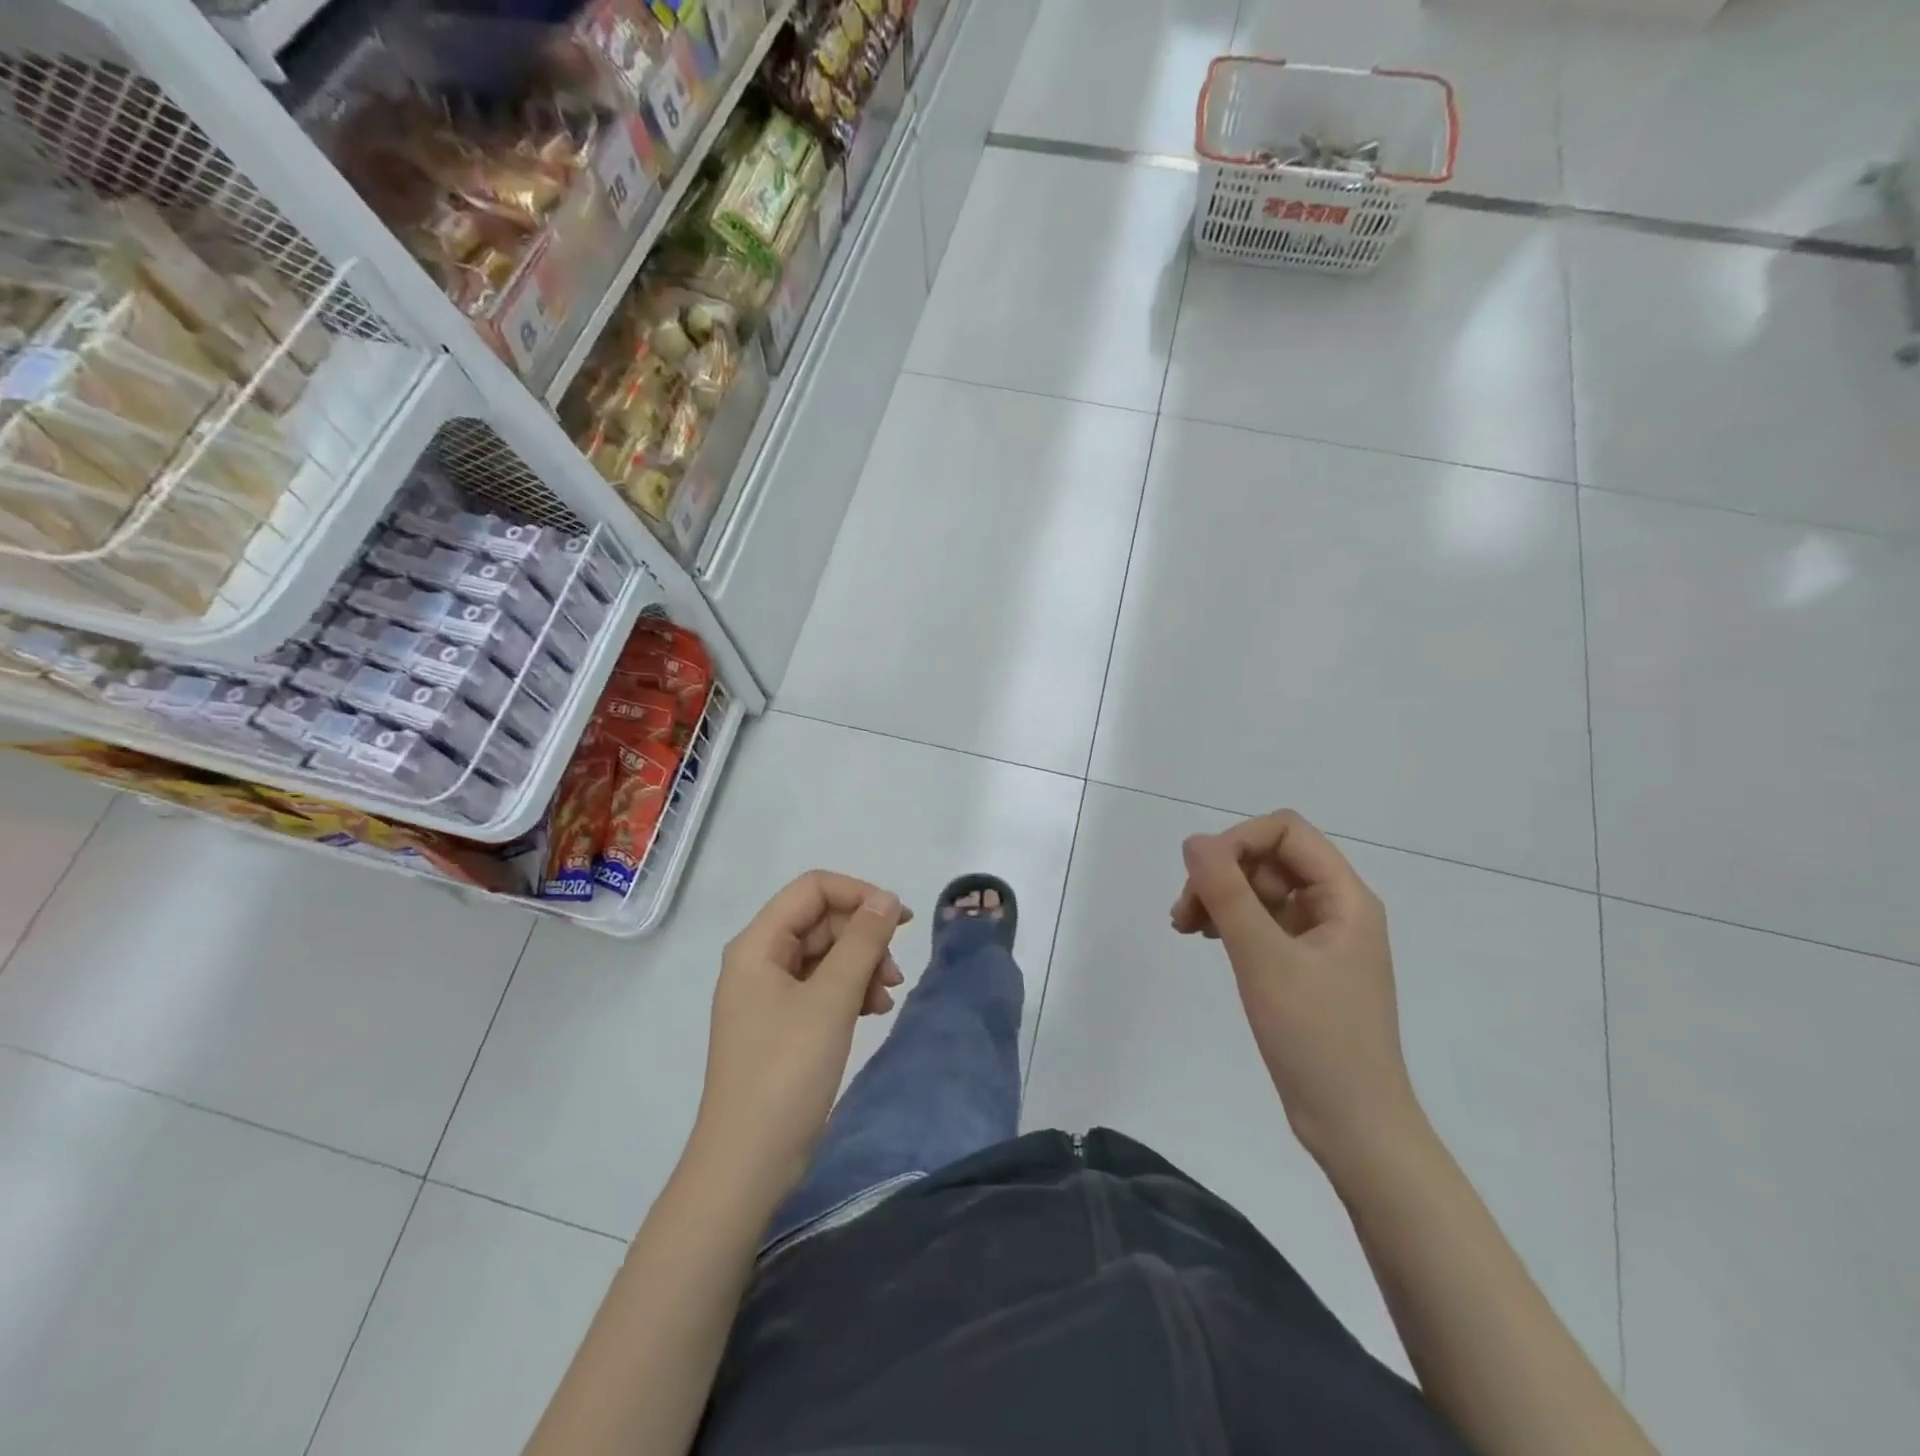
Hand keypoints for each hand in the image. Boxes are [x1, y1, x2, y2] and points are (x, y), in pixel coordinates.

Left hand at [692, 872, 910, 1202]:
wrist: (748, 1163)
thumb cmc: (786, 1071)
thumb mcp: (831, 999)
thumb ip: (862, 941)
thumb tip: (887, 898)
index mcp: (758, 944)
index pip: (813, 888)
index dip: (859, 894)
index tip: (899, 921)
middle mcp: (759, 960)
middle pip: (821, 921)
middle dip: (864, 938)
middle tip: (895, 974)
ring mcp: (769, 993)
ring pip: (826, 954)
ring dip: (862, 966)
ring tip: (887, 998)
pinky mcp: (781, 1023)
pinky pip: (821, 986)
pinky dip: (850, 992)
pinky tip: (872, 1012)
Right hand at [1171, 810, 1424, 1176]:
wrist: (1354, 1126)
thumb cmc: (1316, 1038)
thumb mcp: (1264, 959)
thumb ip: (1227, 893)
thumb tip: (1194, 841)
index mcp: (1345, 897)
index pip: (1286, 831)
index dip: (1238, 840)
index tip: (1202, 878)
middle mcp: (1337, 908)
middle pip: (1270, 858)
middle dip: (1222, 873)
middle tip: (1184, 914)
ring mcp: (1321, 938)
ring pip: (1261, 890)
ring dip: (1220, 897)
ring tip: (1184, 928)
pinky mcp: (1304, 966)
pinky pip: (1263, 922)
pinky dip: (1231, 922)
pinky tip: (1206, 940)